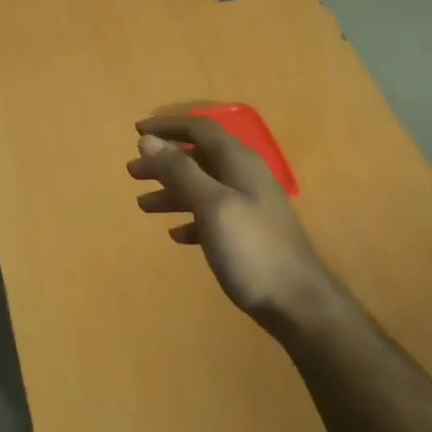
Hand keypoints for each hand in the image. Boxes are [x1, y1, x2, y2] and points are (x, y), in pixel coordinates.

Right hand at [128, 115, 336, 331]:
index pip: (199, 129)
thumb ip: (180, 171)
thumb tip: (148, 140)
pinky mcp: (248, 234)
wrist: (299, 305)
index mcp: (239, 162)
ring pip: (202, 187)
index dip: (167, 127)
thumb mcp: (211, 205)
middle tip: (132, 173)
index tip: (135, 132)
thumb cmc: (252, 249)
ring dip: (171, 191)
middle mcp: (245, 177)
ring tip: (143, 205)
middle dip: (164, 162)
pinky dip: (189, 218)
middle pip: (198, 158)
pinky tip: (175, 234)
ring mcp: (249, 206)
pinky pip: (211, 215)